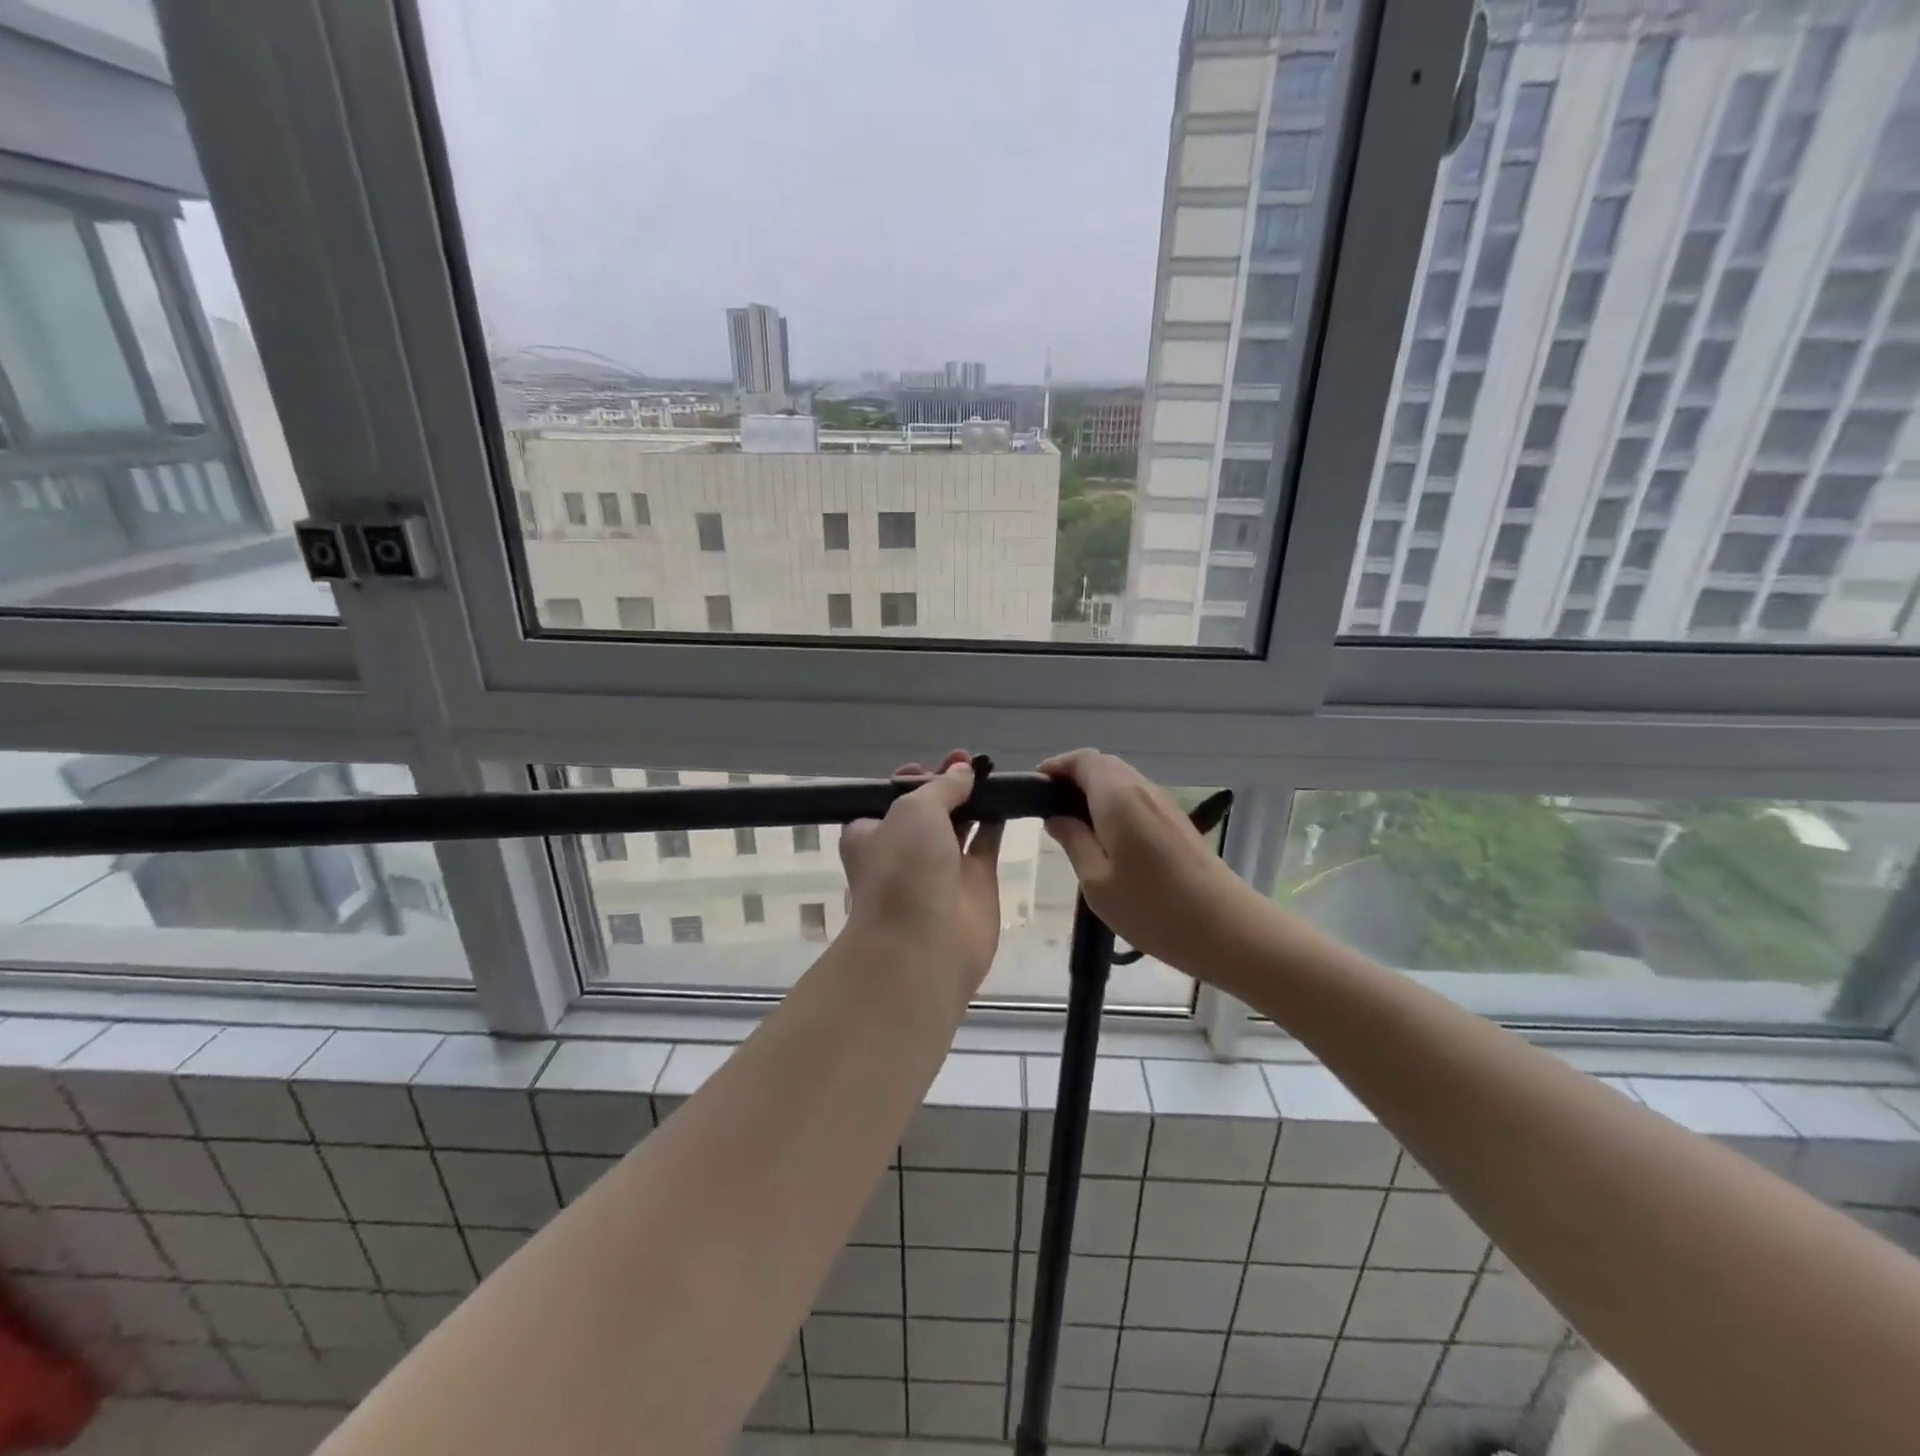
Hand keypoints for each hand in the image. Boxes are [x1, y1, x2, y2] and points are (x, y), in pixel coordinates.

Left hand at [840, 751, 1002, 995]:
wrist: (924, 945)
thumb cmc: (903, 869)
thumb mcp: (913, 810)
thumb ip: (941, 787)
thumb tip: (964, 772)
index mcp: (871, 833)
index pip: (888, 798)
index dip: (909, 778)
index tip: (929, 766)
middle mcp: (904, 848)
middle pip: (927, 807)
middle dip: (945, 783)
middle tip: (967, 760)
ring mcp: (940, 866)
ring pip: (959, 823)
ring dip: (972, 798)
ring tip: (990, 771)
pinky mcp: (975, 881)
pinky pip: (986, 842)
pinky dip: (996, 820)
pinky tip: (1009, 796)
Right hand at [1039, 748, 1255, 968]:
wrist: (1225, 928)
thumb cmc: (1152, 908)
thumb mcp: (1096, 882)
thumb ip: (1073, 841)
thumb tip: (1056, 817)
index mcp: (1118, 797)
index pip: (1083, 760)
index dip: (1057, 767)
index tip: (1036, 787)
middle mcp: (1142, 789)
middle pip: (1103, 765)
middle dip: (1074, 777)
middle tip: (1050, 808)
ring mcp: (1165, 803)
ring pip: (1122, 780)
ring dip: (1095, 791)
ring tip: (1074, 825)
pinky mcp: (1178, 821)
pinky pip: (1137, 797)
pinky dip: (1115, 804)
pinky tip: (1107, 837)